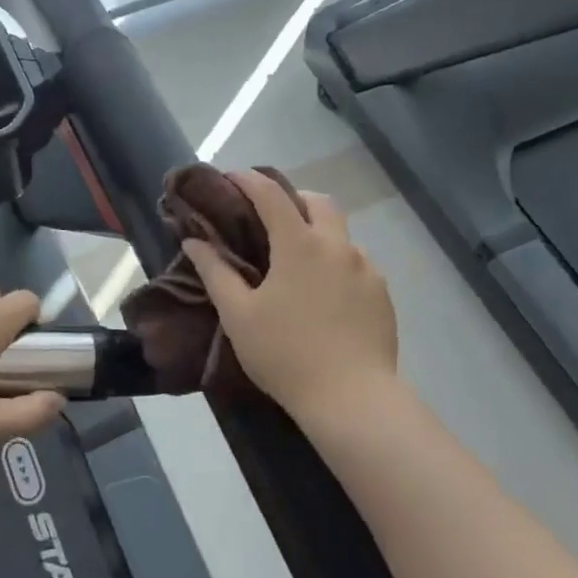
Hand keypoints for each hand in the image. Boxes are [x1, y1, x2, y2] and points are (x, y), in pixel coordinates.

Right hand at [182, 171, 398, 420]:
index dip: (248, 180)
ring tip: (297, 260)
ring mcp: (366, 269)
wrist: (352, 400)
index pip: (271, 195)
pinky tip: (324, 292)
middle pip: (317, 202)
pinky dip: (336, 261)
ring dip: (318, 231)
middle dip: (292, 198)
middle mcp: (338, 246)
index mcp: (299, 244)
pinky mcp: (382, 294)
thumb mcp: (239, 315)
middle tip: (269, 215)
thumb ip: (215, 272)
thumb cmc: (286, 354)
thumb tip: (194, 241)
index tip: (231, 177)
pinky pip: (357, 263)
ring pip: (341, 233)